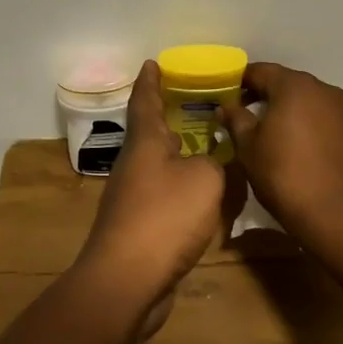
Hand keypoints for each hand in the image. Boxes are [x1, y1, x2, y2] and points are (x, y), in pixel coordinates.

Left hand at [79, 61, 234, 309]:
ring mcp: (133, 197)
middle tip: (196, 104)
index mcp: (145, 143)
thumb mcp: (204, 180)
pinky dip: (184, 188)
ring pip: (160, 165)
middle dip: (170, 116)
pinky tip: (204, 196)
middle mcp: (135, 164)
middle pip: (151, 132)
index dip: (150, 81)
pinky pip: (165, 196)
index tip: (153, 62)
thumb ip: (214, 163)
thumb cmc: (164, 218)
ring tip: (209, 147)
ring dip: (180, 154)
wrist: (127, 281)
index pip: (145, 100)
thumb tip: (209, 163)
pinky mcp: (140, 227)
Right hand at [220, 62, 342, 239]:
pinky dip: (313, 128)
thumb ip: (236, 120)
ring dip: (292, 112)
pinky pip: (328, 121)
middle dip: (266, 96)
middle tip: (247, 117)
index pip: (260, 71)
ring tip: (276, 137)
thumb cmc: (286, 177)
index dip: (240, 81)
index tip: (227, 97)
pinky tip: (304, 152)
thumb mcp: (249, 149)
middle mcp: (324, 90)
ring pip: (310, 103)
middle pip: (288, 84)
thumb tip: (226, 106)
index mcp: (294, 86)